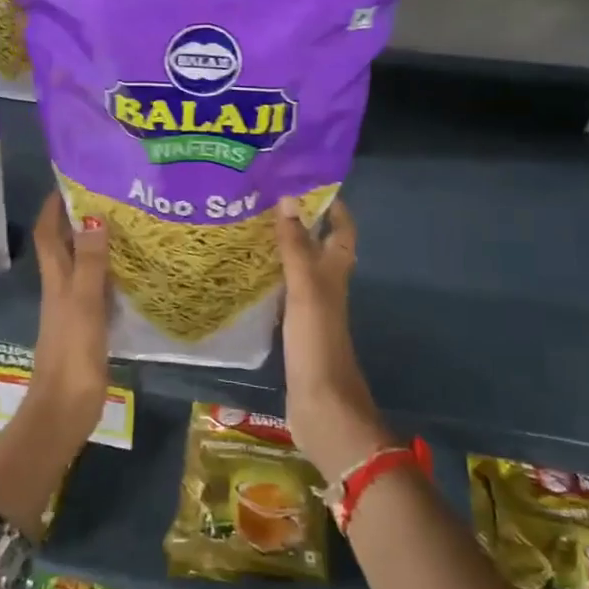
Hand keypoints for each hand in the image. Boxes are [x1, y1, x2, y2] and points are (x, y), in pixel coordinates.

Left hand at [29, 192, 111, 441]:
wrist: (65, 410)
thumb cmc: (72, 354)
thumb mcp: (83, 303)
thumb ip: (90, 263)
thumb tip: (92, 216)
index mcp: (56, 279)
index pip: (48, 233)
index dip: (54, 206)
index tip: (71, 179)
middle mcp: (61, 288)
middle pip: (64, 245)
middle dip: (78, 218)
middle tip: (108, 196)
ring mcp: (73, 308)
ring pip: (81, 265)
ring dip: (94, 244)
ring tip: (123, 224)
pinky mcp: (87, 327)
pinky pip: (97, 288)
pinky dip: (108, 273)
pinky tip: (129, 271)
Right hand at [274, 197, 391, 480]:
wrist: (322, 405)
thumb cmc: (318, 342)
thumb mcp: (306, 288)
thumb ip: (296, 246)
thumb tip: (288, 199)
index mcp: (336, 273)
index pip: (342, 230)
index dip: (332, 206)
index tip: (305, 182)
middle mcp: (327, 286)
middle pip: (319, 246)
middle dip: (300, 222)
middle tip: (264, 201)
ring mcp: (312, 310)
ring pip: (299, 269)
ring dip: (282, 249)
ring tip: (249, 229)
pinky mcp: (295, 330)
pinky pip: (283, 293)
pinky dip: (270, 278)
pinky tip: (246, 275)